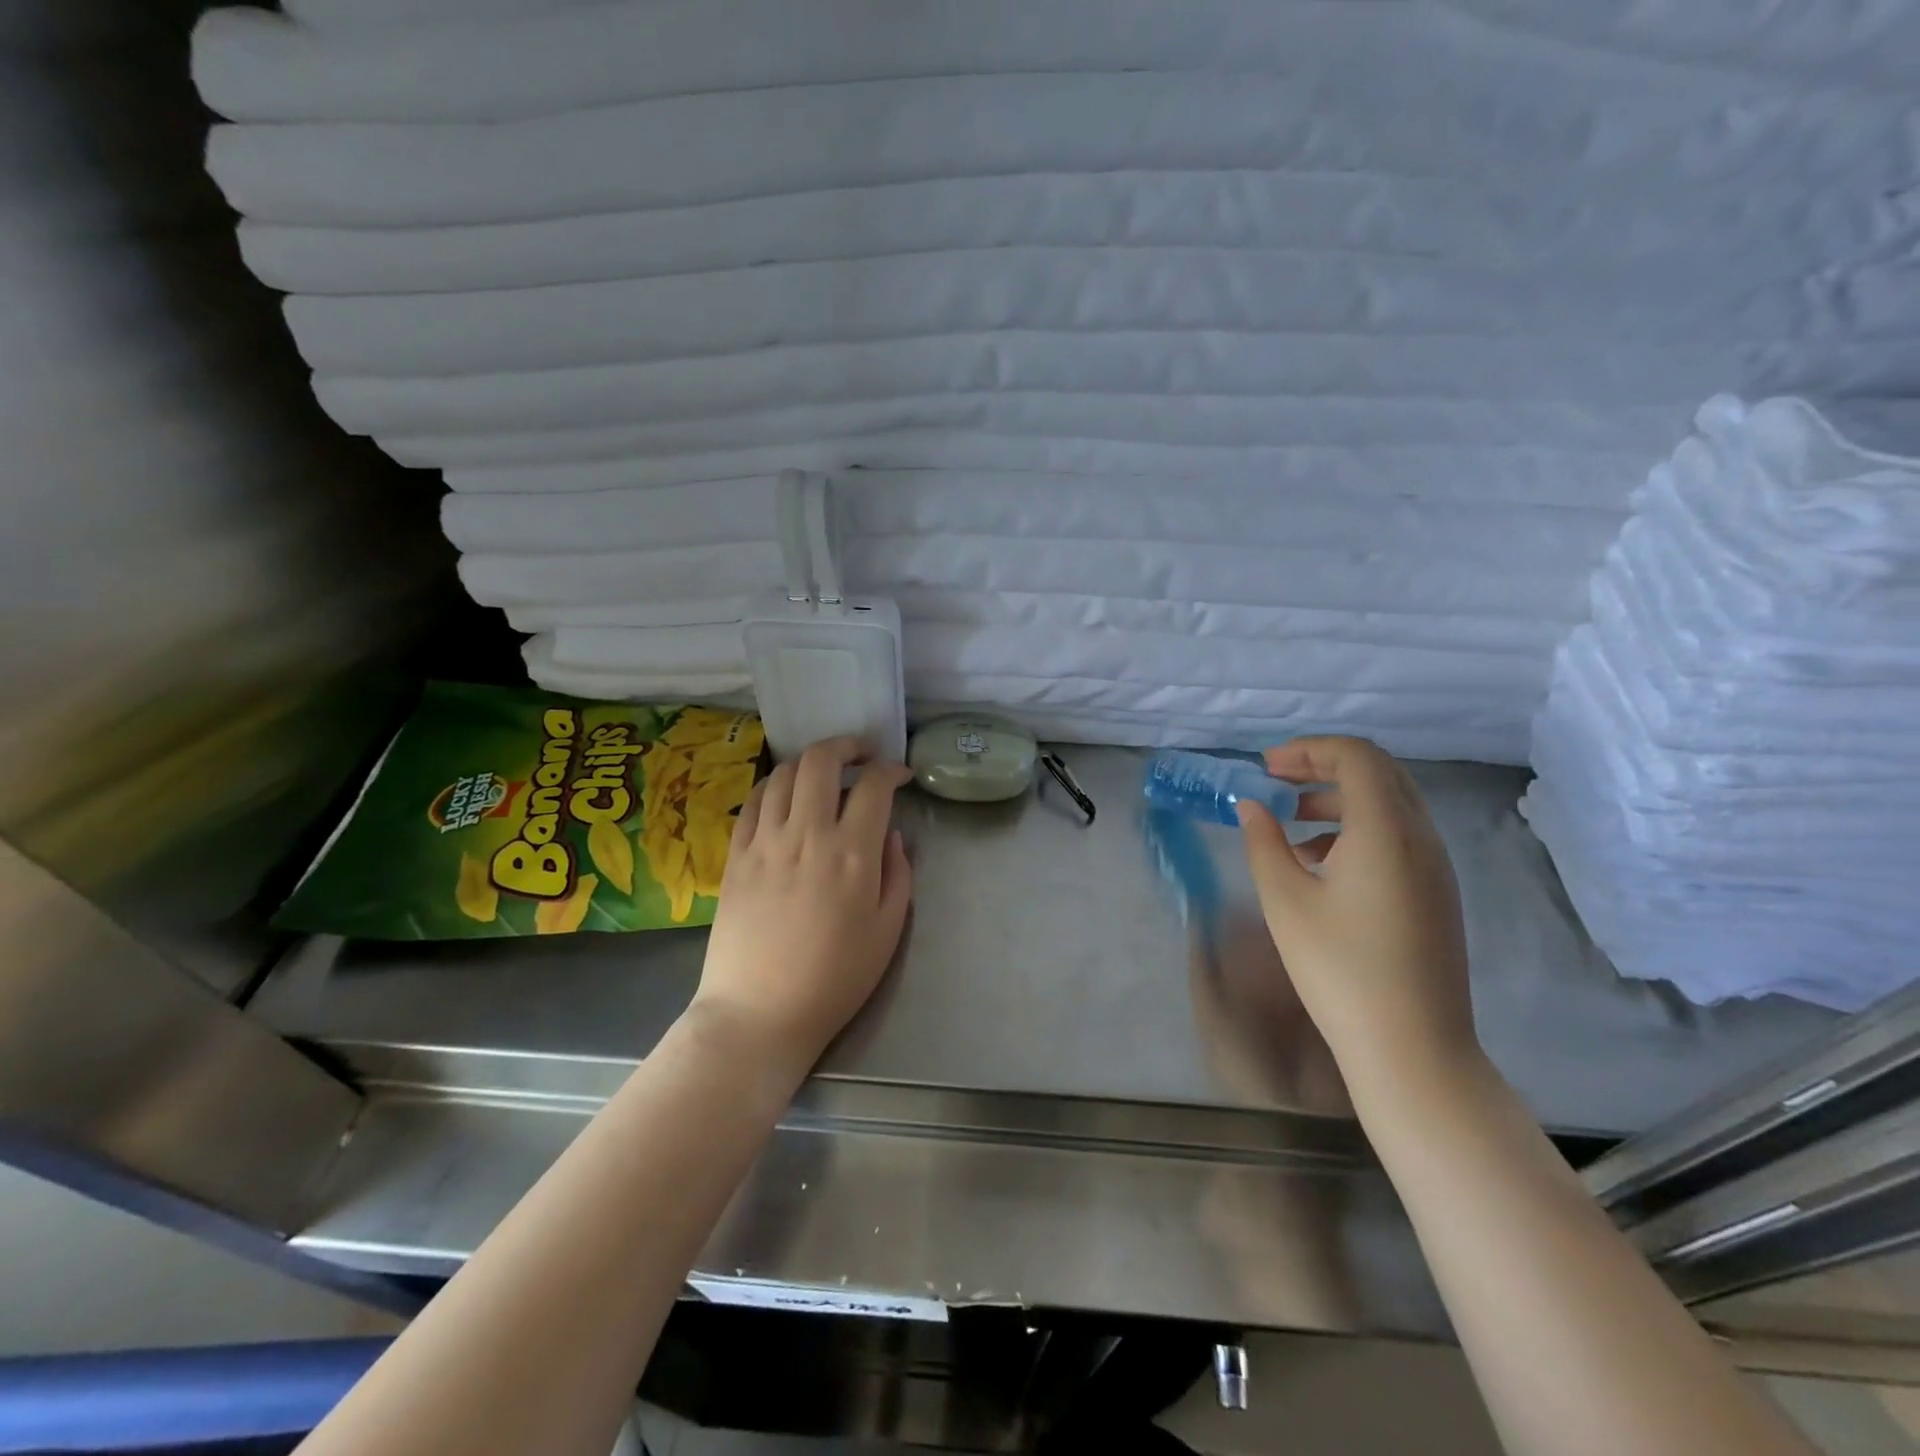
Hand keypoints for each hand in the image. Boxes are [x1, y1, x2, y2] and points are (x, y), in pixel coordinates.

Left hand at [690, 737, 913, 1082]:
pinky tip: (785, 794)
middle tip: (861, 754)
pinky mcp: (735, 854)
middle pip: (821, 761)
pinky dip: (774, 785)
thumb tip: (891, 834)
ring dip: (809, 761)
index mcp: (852, 853)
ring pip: (784, 773)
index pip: (873, 785)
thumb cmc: (835, 978)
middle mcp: (807, 833)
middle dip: (846, 746)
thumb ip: (898, 873)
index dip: (891, 769)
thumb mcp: (888, 930)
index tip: (899, 775)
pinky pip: (754, 801)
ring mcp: (765, 840)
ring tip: (824, 772)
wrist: (760, 1012)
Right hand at [1236, 736, 1479, 1096]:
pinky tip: (1317, 861)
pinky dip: (1356, 828)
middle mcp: (1420, 837)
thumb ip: (1263, 842)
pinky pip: (1397, 836)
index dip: (1308, 750)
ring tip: (1289, 820)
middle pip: (1377, 773)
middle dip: (1322, 767)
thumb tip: (1251, 806)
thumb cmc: (1339, 968)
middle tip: (1275, 781)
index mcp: (1385, 830)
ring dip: (1337, 797)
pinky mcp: (1435, 893)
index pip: (1355, 757)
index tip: (1266, 767)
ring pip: (1389, 804)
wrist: (1412, 1047)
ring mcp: (1435, 867)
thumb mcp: (1284, 900)